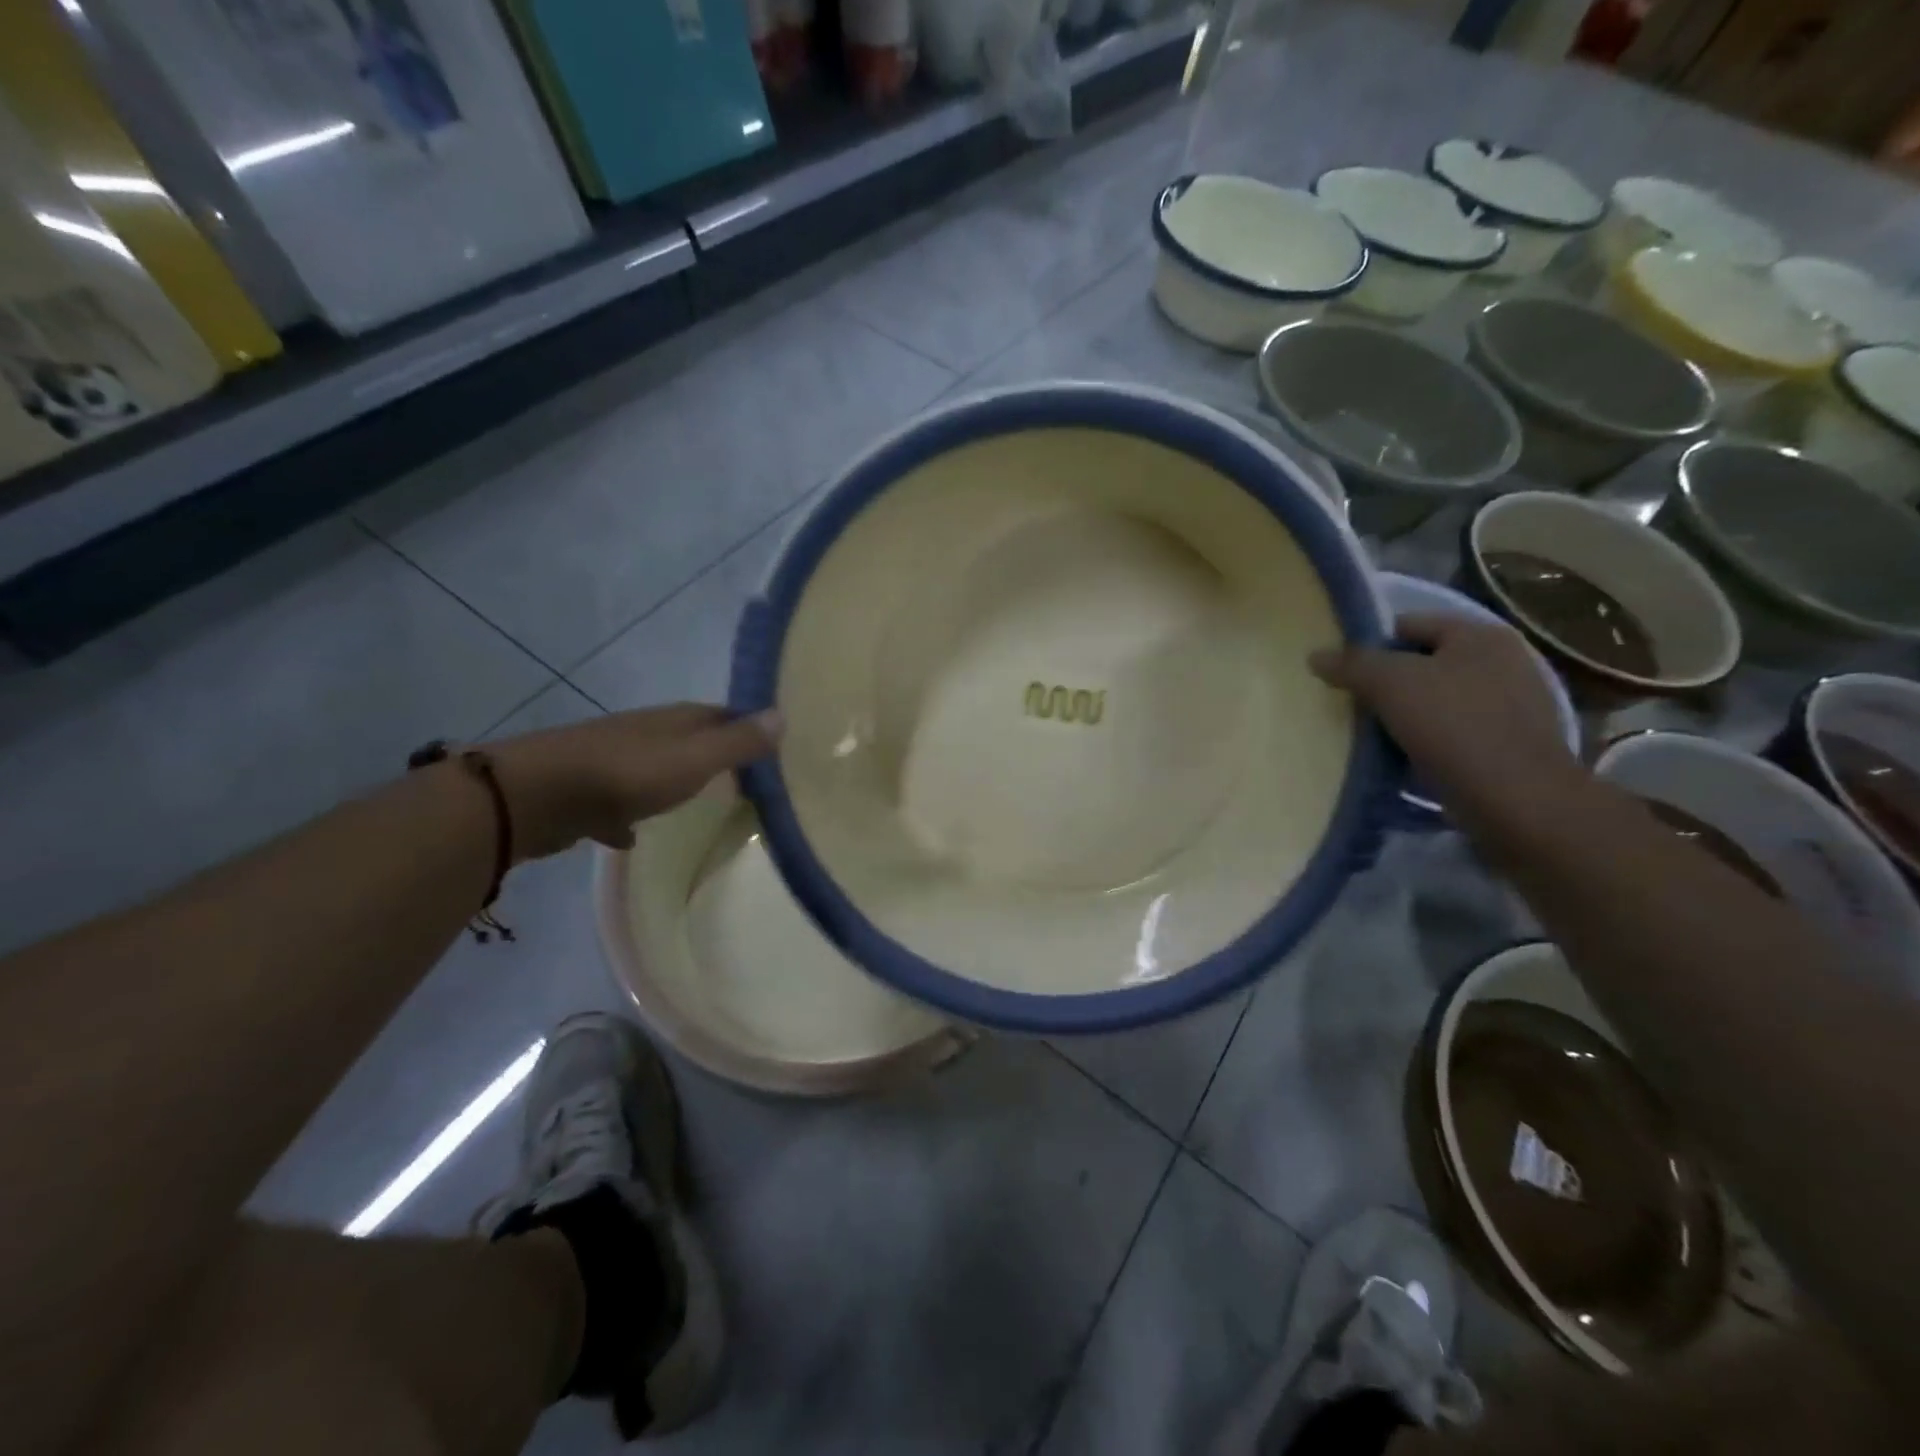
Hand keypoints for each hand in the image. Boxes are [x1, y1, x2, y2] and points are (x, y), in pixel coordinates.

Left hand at [488, 704, 780, 858]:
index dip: (748, 726)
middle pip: (689, 739)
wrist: (537, 796)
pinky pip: (619, 803)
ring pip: (655, 768)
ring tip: (701, 804)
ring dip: (675, 781)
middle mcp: (645, 734)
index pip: (722, 714)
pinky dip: (631, 815)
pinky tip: (635, 838)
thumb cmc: (627, 775)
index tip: (774, 746)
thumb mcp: (694, 759)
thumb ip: (737, 742)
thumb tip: (782, 714)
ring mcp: (612, 761)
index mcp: (674, 721)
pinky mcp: (587, 793)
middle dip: (715, 753)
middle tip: (748, 779)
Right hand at [1310, 612, 1582, 828]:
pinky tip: (1403, 756)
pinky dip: (1426, 739)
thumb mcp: (1390, 684)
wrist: (1516, 799)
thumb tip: (1316, 655)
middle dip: (1387, 681)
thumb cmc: (1453, 726)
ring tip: (1372, 732)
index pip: (1408, 624)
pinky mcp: (1508, 743)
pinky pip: (1452, 730)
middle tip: (1352, 703)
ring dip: (1404, 713)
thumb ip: (1351, 664)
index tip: (1342, 672)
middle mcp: (1503, 660)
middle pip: (1423, 662)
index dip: (1370, 644)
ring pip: (1436, 698)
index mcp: (1479, 634)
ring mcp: (1510, 703)